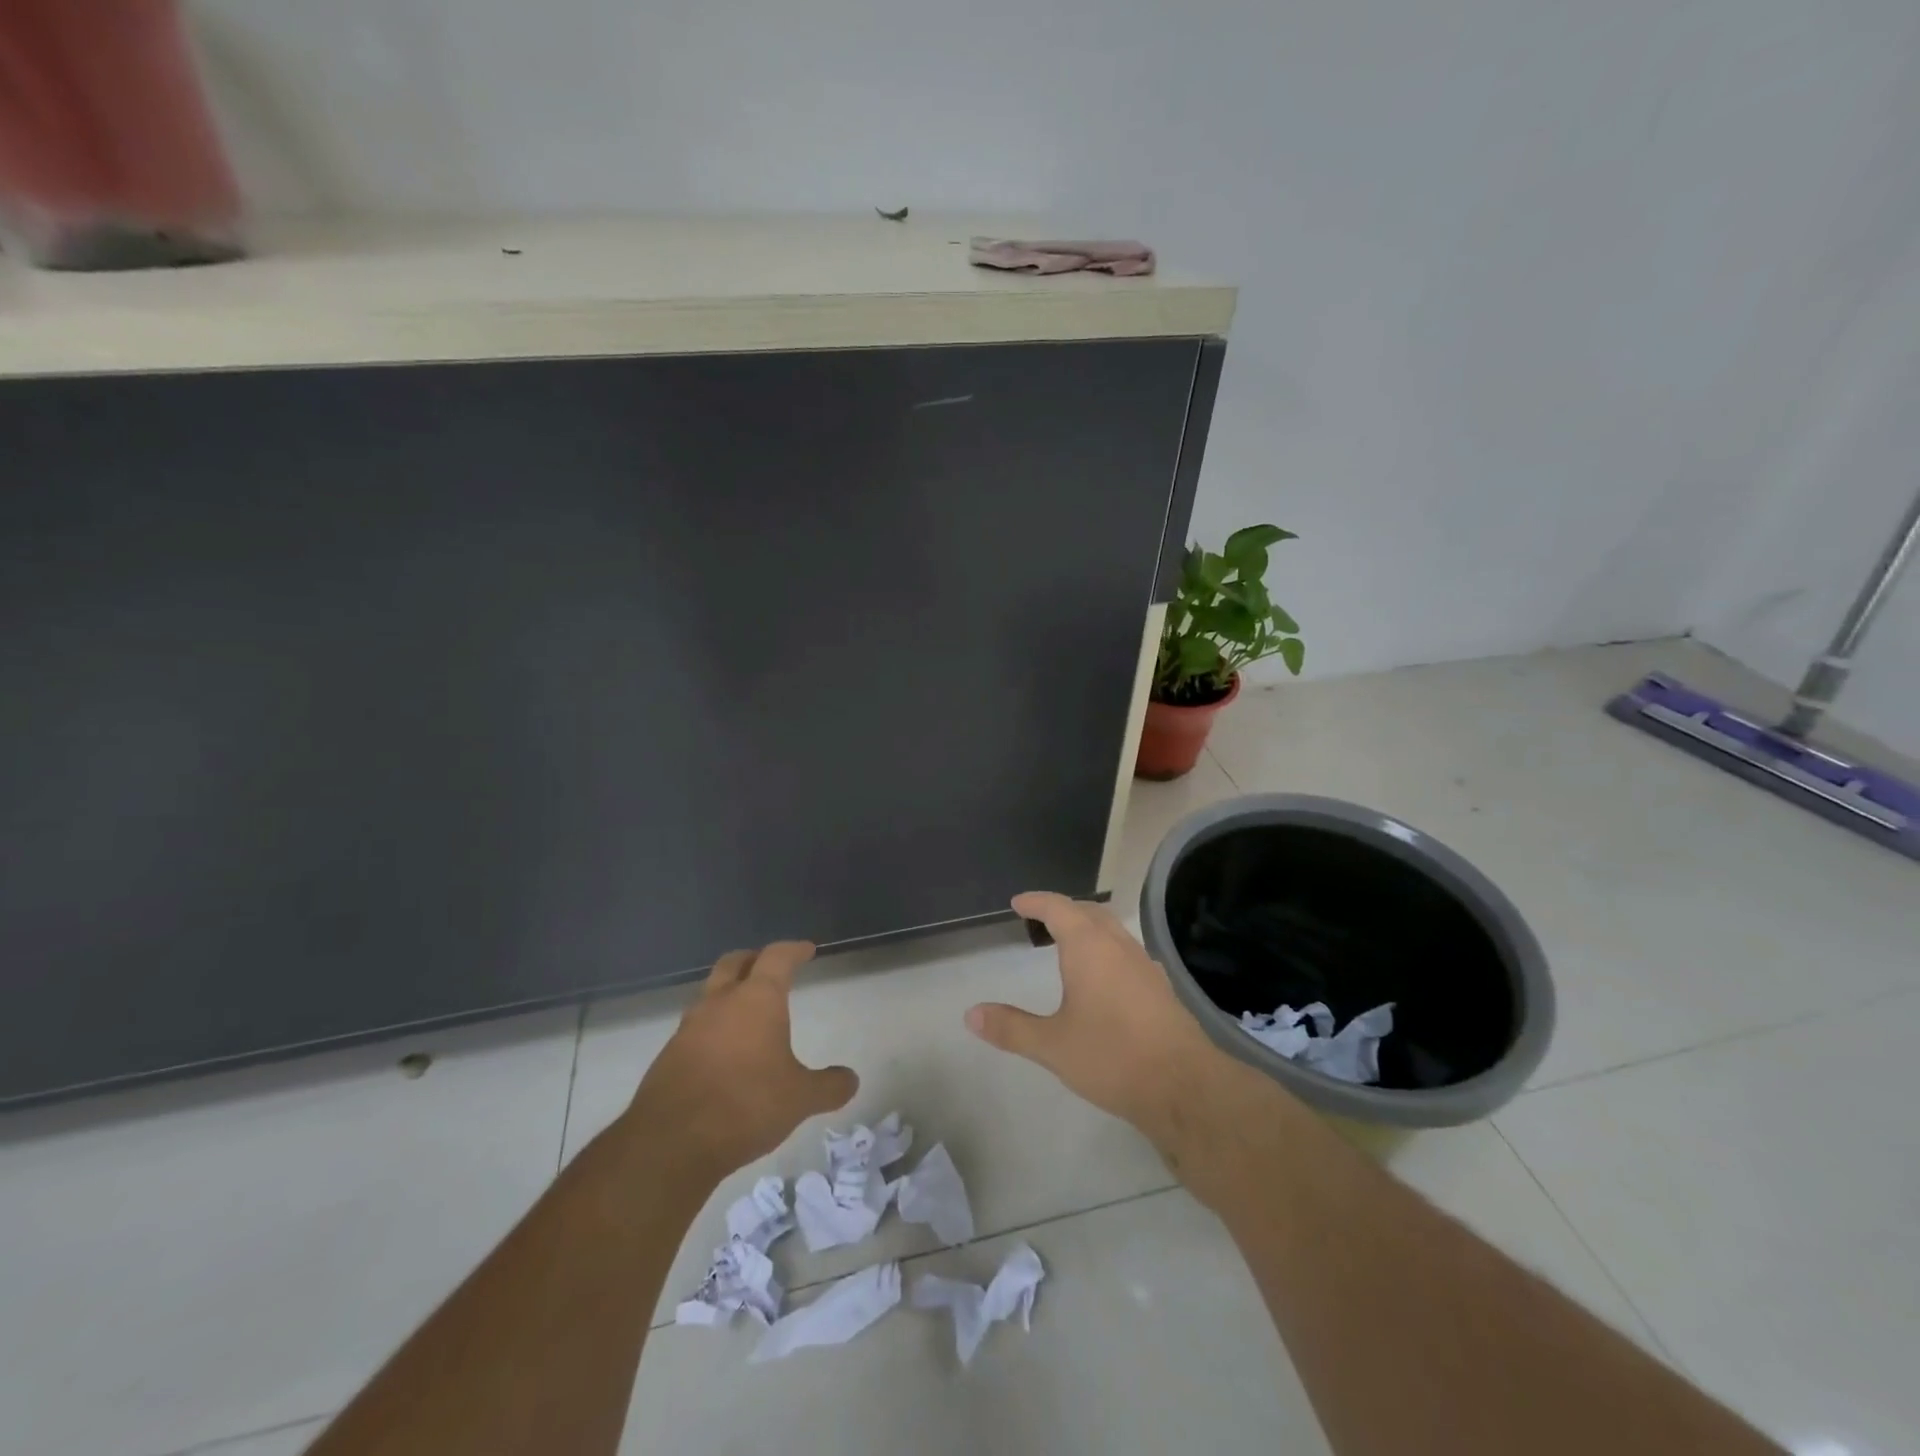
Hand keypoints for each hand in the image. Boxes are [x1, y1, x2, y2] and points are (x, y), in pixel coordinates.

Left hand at [626, 941, 858, 1179]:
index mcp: (756, 999)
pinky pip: (696, 1027)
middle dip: (753, 959)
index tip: (806, 950)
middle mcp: (720, 1003)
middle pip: (734, 963)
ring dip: (729, 993)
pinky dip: (713, 1027)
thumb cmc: (745, 1105)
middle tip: (769, 966)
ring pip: (711, 993)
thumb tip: (851, 1080)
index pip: (777, 957)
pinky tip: (724, 1052)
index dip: (793, 950)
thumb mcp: (800, 1099)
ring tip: (746, 1011)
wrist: (670, 1143)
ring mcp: (689, 1027)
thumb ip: (828, 1086)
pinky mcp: (669, 1055)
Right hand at [966, 892, 1225, 1147]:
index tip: (1018, 902)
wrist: (1183, 1086)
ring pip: (1112, 930)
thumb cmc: (1112, 1056)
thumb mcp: (1052, 1045)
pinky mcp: (1160, 987)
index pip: (1058, 908)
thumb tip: (970, 1014)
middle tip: (1041, 918)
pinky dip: (1107, 949)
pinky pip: (1127, 952)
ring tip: (1068, 943)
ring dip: (1088, 927)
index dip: (1036, 902)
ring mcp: (1144, 964)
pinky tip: (1105, 976)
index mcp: (1089, 947)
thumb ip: (1011, 1027)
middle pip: (1089, 912)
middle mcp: (1118, 946)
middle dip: (1063, 909)